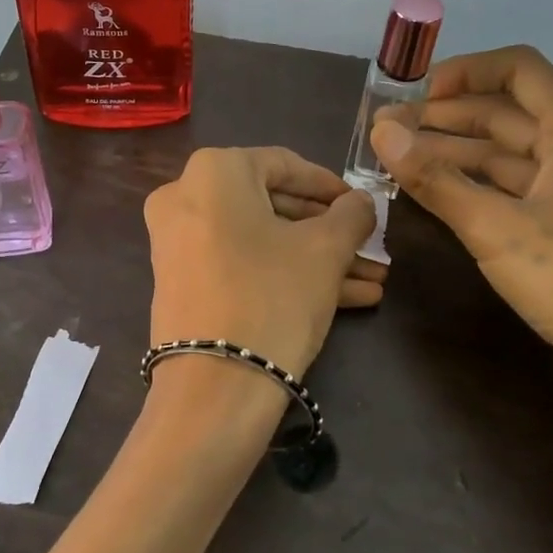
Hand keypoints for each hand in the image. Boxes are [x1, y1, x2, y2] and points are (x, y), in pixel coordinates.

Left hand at [144, 147, 383, 380]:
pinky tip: (347, 300)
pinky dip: (286, 276)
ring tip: (373, 281)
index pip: (285, 164)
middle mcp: (185, 198)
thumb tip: (361, 203)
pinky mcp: (183, 284)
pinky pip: (241, 266)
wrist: (214, 388)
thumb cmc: (273, 295)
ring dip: (317, 260)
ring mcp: (179, 244)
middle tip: (371, 248)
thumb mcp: (325, 250)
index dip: (331, 186)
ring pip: (261, 242)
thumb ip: (350, 215)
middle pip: (272, 207)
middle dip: (328, 231)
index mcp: (214, 172)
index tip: (364, 206)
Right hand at [370, 45, 552, 422]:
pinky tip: (438, 198)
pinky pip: (514, 192)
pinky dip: (475, 188)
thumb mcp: (496, 227)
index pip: (518, 70)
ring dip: (455, 154)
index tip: (412, 96)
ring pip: (508, 156)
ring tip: (400, 163)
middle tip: (388, 134)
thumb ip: (435, 178)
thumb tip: (381, 132)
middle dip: (446, 118)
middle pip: (507, 113)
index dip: (463, 72)